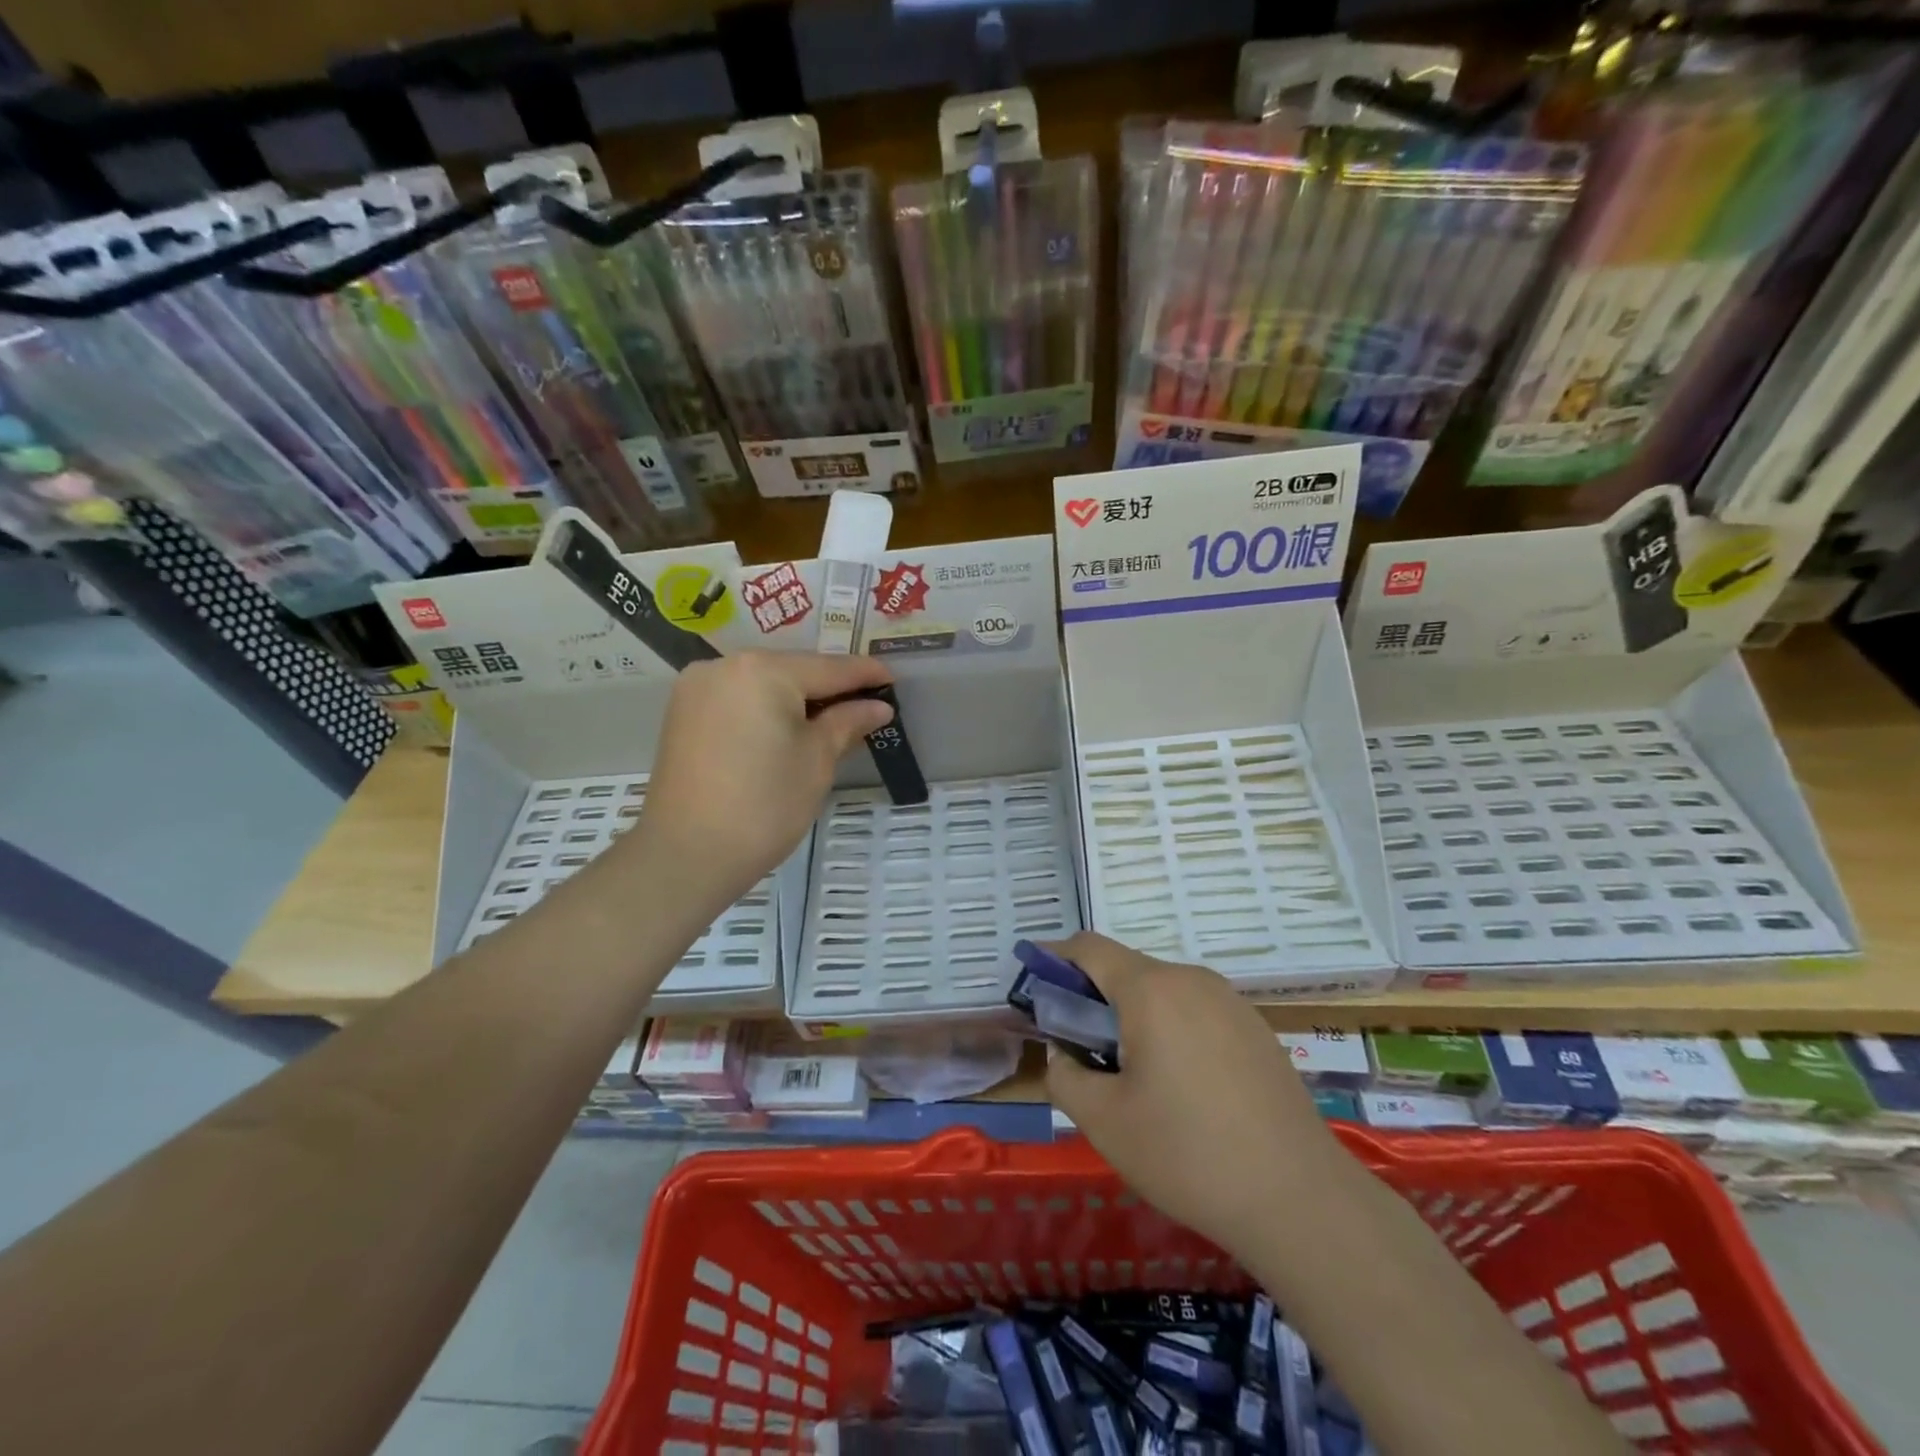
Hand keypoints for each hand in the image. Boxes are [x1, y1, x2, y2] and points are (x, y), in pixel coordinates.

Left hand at [623, 652, 894, 913]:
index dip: (866, 675)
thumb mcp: (817, 760)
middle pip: (793, 670)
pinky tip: (788, 729)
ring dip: (797, 699)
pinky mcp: (683, 712)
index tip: (893, 681)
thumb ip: (848, 722)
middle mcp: (725, 665)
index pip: (829, 668)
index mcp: (763, 670)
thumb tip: (878, 707)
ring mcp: (697, 687)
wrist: (686, 854)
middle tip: (866, 707)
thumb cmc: (764, 805)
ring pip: (764, 684)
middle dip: (830, 688)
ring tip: (831, 722)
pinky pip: (739, 699)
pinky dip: (766, 709)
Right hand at [1044, 932, 1346, 1258]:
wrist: (1300, 1199)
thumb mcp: (1104, 1122)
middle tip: (1081, 1049)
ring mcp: (1231, 1003)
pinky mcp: (1258, 1030)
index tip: (1034, 984)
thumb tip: (1066, 1055)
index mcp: (1151, 989)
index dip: (1054, 958)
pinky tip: (1183, 1089)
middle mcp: (1192, 980)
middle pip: (1127, 970)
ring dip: (1134, 1016)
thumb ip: (1065, 1076)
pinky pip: (1198, 1013)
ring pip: (1164, 993)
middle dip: (1094, 998)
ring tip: (1132, 1076)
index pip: (1089, 948)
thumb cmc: (1188, 1154)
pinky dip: (1172, 1030)